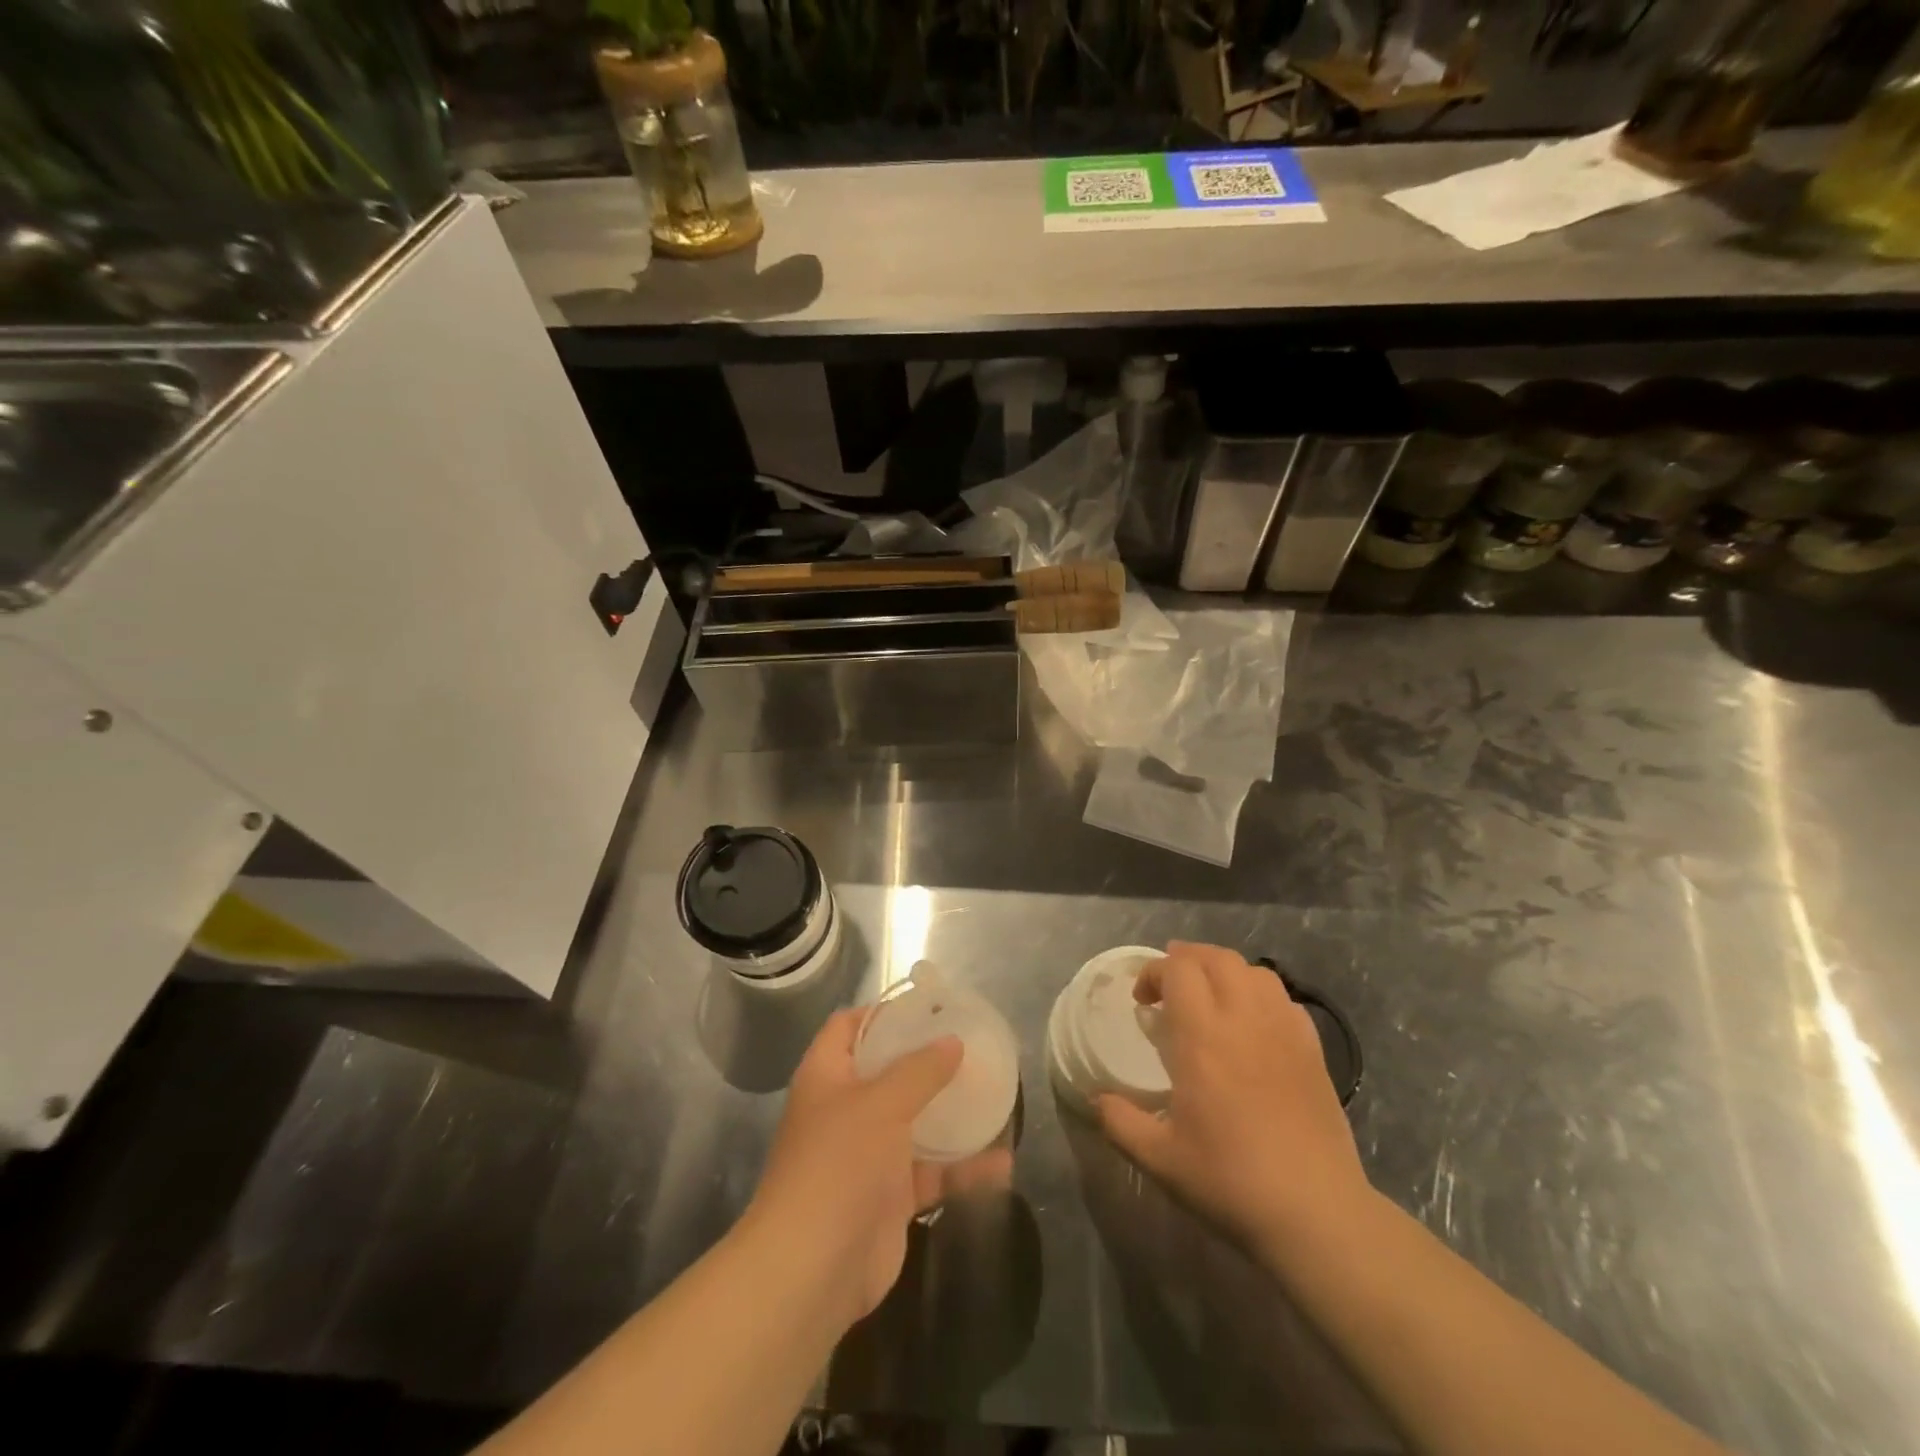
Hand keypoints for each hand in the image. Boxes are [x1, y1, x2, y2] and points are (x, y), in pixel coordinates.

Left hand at [745, 1010, 1008, 1327]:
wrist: (812, 1270)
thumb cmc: (838, 1165)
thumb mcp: (881, 1104)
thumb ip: (920, 1070)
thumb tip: (952, 1041)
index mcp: (827, 1076)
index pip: (848, 1027)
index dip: (882, 1012)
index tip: (926, 1005)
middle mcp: (845, 1110)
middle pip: (887, 1072)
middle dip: (926, 1060)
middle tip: (971, 1043)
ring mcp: (868, 1155)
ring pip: (915, 1122)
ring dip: (950, 1113)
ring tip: (995, 1094)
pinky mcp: (890, 1197)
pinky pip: (932, 1172)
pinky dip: (963, 1168)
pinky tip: (1003, 1164)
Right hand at [1096, 942, 1371, 1253]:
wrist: (1316, 1213)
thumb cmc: (1231, 1181)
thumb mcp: (1161, 1159)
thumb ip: (1121, 1122)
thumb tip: (1097, 1099)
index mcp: (1202, 1038)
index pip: (1178, 970)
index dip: (1154, 972)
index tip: (1142, 1001)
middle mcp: (1243, 1020)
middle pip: (1217, 958)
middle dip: (1187, 960)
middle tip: (1169, 988)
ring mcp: (1283, 1031)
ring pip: (1255, 971)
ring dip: (1225, 972)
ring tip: (1210, 998)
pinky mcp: (1313, 1050)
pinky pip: (1284, 999)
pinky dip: (1261, 996)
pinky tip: (1253, 1024)